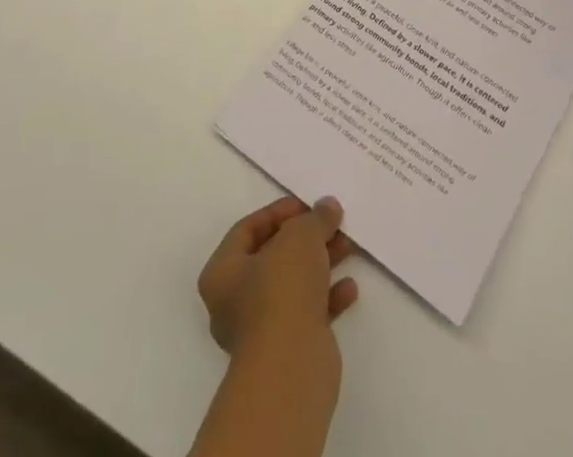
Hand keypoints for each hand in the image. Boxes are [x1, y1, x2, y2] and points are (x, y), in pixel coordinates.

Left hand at [198, 196, 358, 356]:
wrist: (291, 367)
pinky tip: (349, 288)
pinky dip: (327, 297)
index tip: (308, 205)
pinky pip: (308, 312)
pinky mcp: (287, 350)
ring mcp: (261, 329)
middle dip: (306, 239)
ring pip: (293, 284)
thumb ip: (315, 218)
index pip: (248, 229)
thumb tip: (328, 207)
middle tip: (333, 224)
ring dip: (321, 264)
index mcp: (222, 271)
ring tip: (349, 247)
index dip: (279, 212)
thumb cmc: (281, 289)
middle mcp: (235, 300)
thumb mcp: (300, 236)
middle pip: (274, 257)